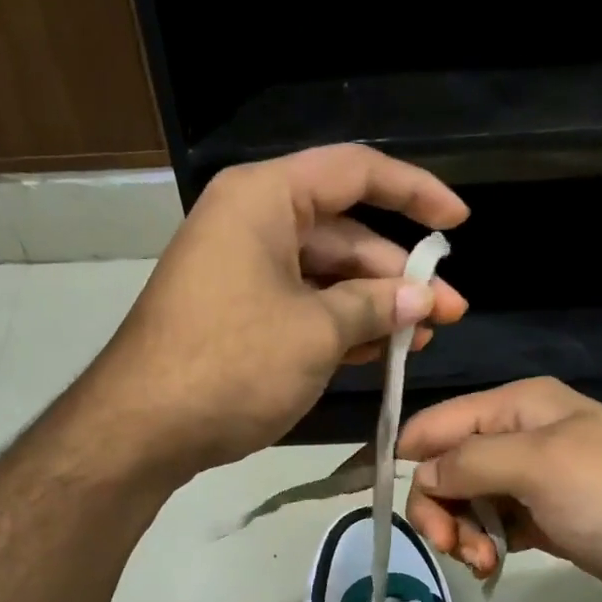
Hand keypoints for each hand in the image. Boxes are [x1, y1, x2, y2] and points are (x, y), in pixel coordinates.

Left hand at [82, 145, 468, 477]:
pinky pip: (299, 306)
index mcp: (265, 199)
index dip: (414, 193)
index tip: (459, 223)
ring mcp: (241, 271)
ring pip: (324, 276)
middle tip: (446, 313)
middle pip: (343, 233)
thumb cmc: (232, 364)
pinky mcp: (236, 314)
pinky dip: (337, 326)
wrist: (143, 428)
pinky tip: (376, 351)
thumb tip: (420, 299)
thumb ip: (374, 307)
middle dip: (397, 275)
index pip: (355, 173)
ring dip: (372, 306)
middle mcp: (251, 223)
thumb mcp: (316, 333)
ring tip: (420, 338)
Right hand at [400, 378, 601, 601]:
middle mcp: (518, 435)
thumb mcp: (539, 466)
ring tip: (483, 561)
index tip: (388, 504)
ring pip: (464, 499)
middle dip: (439, 506)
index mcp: (517, 406)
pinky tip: (493, 563)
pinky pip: (490, 524)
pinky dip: (482, 543)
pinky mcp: (542, 516)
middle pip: (445, 465)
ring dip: (460, 531)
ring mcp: (531, 478)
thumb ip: (470, 461)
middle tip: (453, 547)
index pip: (437, 423)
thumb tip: (421, 472)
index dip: (408, 458)